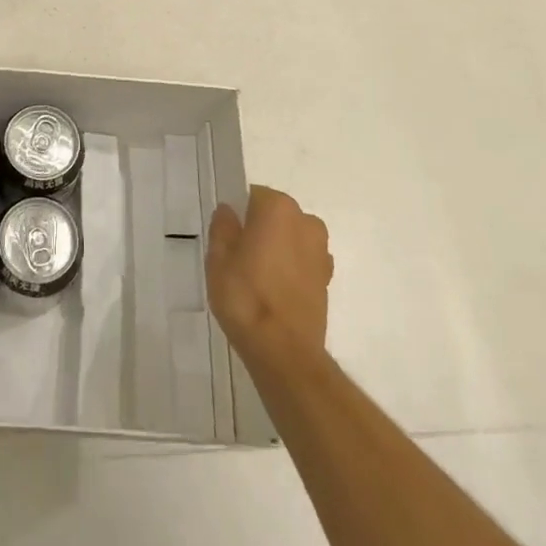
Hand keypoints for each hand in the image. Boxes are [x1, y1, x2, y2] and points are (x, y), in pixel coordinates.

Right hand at [206, 185, 332, 367]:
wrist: (283, 350)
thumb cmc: (245, 295)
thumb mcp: (218, 257)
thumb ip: (223, 227)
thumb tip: (229, 211)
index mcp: (278, 207)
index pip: (253, 196)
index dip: (238, 214)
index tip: (227, 235)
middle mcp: (306, 221)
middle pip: (275, 216)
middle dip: (259, 229)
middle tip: (238, 256)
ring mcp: (321, 251)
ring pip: (290, 238)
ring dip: (277, 249)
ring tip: (255, 277)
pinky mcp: (327, 279)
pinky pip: (302, 262)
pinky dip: (290, 269)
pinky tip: (273, 292)